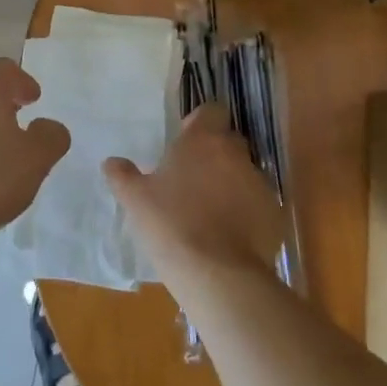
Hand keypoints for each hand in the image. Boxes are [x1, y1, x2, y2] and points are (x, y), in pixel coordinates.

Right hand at [104, 104, 286, 279]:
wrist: (219, 275)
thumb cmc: (172, 226)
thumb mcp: (136, 201)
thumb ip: (123, 176)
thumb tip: (112, 162)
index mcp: (203, 141)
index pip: (211, 111)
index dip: (198, 123)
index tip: (184, 142)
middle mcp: (236, 154)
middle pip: (229, 141)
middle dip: (214, 154)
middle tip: (192, 179)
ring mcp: (259, 184)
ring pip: (244, 173)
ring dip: (230, 184)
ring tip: (210, 213)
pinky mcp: (274, 214)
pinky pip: (258, 204)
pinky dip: (246, 212)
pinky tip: (228, 236)